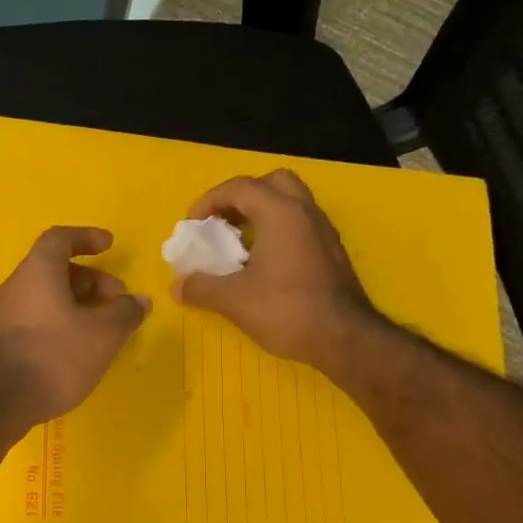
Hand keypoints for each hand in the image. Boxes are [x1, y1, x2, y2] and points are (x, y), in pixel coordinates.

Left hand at [0, 226, 148, 435]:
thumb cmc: (54, 356)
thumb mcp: (103, 335)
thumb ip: (125, 313)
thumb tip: (140, 301)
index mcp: (38, 271)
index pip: (60, 238)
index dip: (86, 237)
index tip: (109, 245)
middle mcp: (17, 287)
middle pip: (56, 270)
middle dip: (91, 280)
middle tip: (117, 299)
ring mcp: (6, 316)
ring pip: (47, 297)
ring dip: (78, 304)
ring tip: (104, 328)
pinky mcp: (3, 342)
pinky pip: (38, 320)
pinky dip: (62, 323)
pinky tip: (79, 349)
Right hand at [171, 171, 380, 374]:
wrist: (345, 339)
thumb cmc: (287, 310)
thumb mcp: (234, 300)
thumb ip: (201, 287)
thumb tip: (177, 285)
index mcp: (281, 213)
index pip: (240, 187)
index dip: (210, 200)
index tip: (193, 225)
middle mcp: (306, 212)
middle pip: (272, 183)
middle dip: (243, 197)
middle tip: (224, 223)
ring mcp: (324, 232)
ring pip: (291, 204)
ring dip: (262, 215)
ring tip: (240, 245)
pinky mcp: (332, 253)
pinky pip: (301, 227)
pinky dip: (278, 232)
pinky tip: (264, 265)